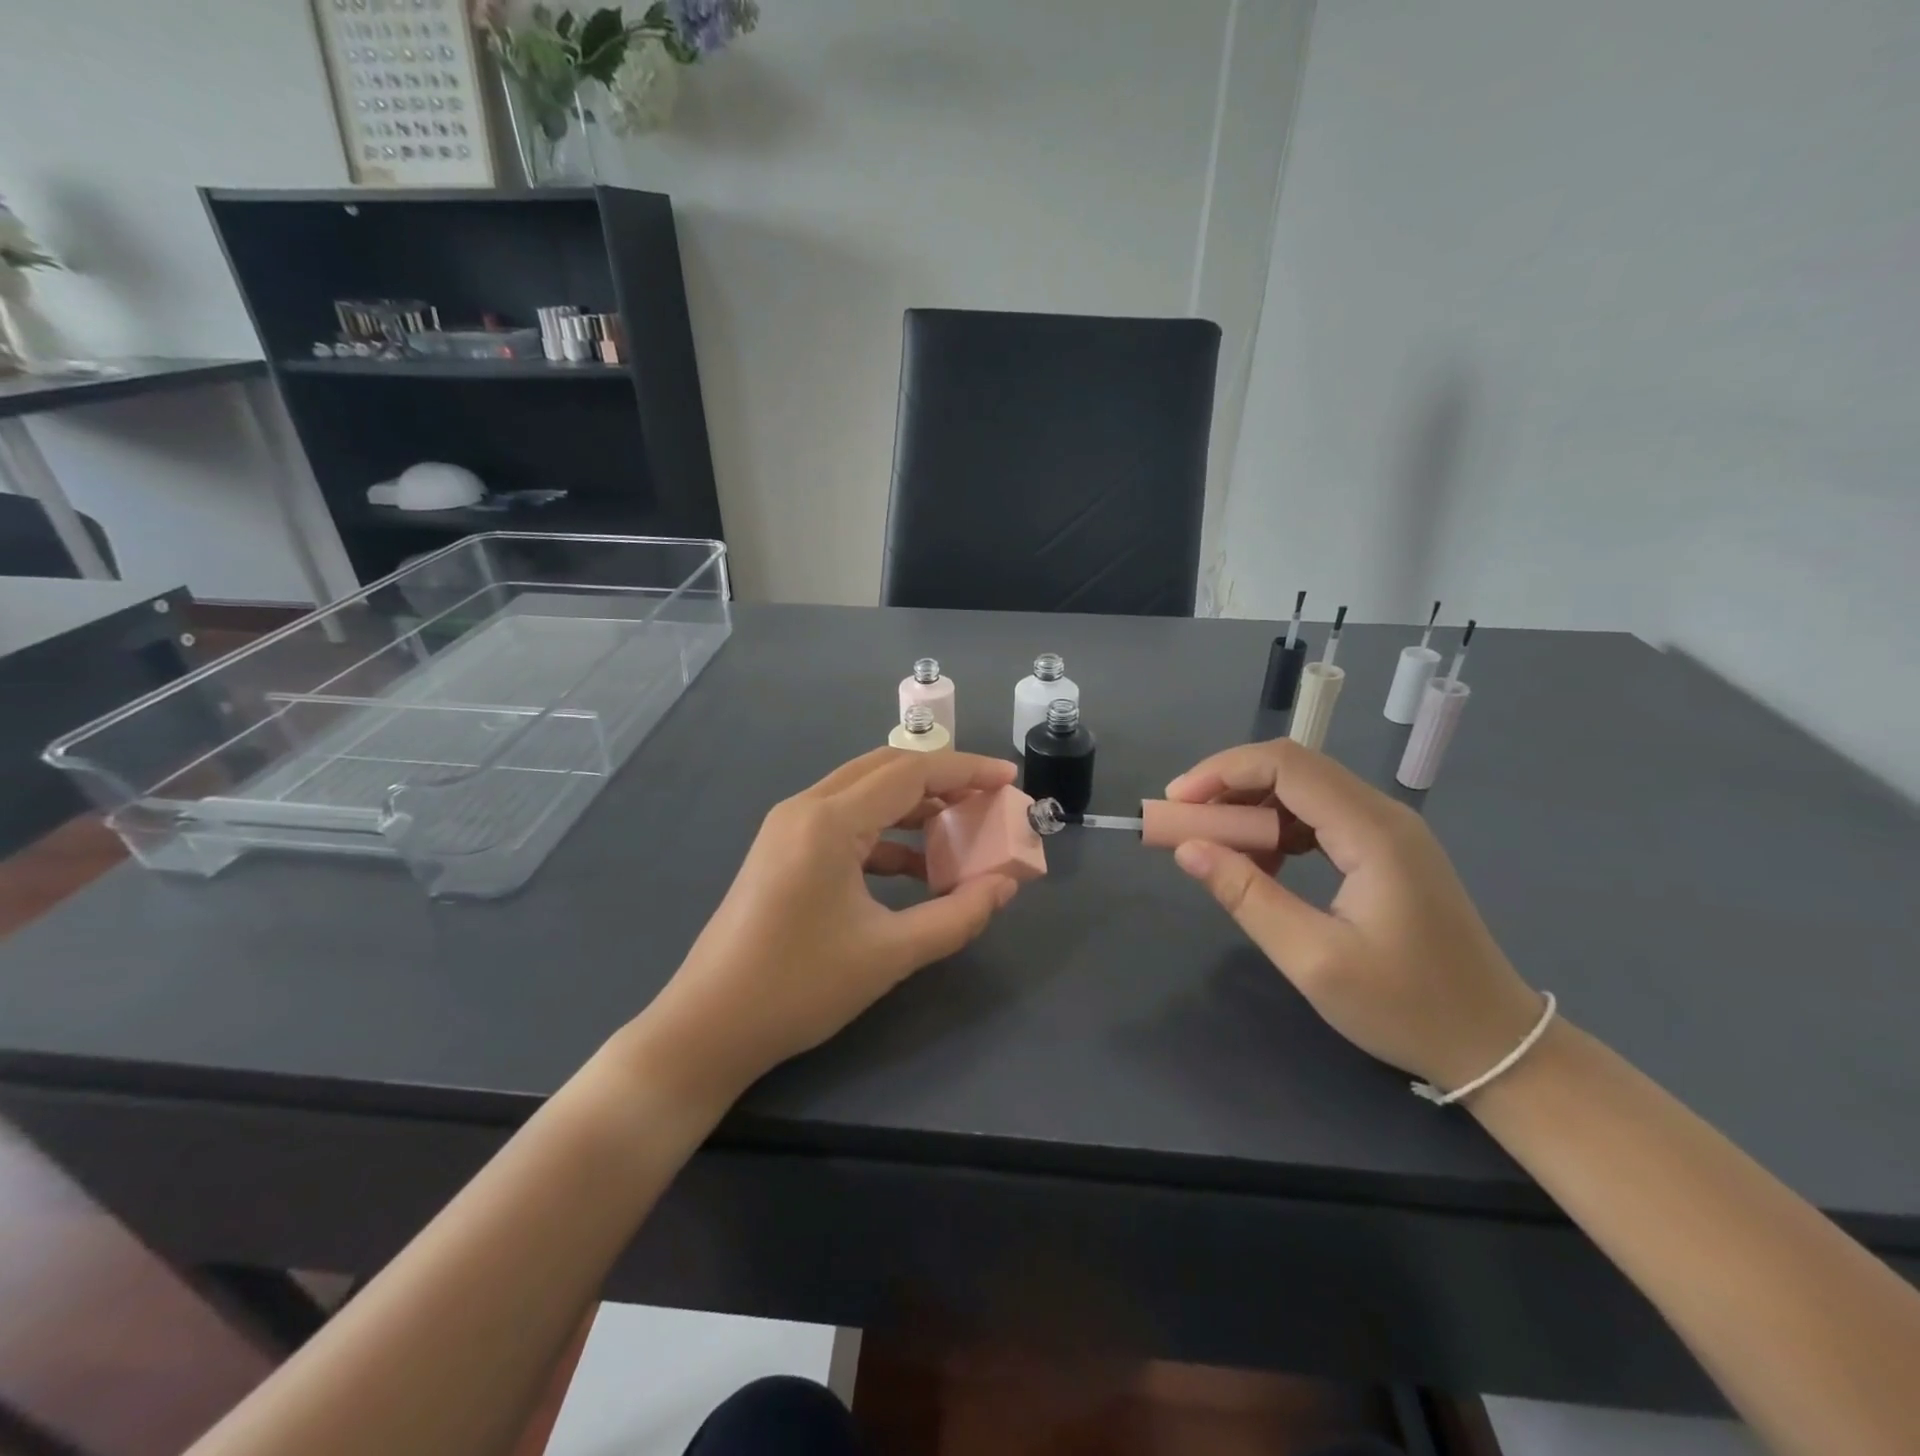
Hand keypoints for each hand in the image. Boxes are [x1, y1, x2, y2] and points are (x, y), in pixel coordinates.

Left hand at [630, 748, 1023, 1107]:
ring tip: (959, 831)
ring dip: (913, 806)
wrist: (707, 1027)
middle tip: (988, 799)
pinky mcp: (782, 850)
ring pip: (863, 793)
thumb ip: (957, 916)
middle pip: (886, 769)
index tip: (1009, 780)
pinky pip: (844, 823)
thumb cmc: (799, 988)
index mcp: (829, 821)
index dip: (966, 770)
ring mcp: (787, 828)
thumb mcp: (890, 954)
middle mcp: (805, 808)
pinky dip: (885, 834)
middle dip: (942, 779)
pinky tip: (914, 869)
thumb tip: (1005, 887)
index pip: (911, 772)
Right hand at [1165, 739, 1542, 1093]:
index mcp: (1372, 832)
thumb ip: (1246, 896)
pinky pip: (1318, 817)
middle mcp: (1383, 814)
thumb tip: (1187, 848)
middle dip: (1228, 786)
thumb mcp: (1312, 959)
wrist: (1495, 1043)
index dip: (1221, 773)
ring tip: (1213, 846)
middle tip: (1182, 822)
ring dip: (1250, 808)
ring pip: (1302, 790)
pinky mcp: (1385, 849)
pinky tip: (1261, 867)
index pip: (1285, 765)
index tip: (1175, 804)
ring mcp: (1388, 830)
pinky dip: (1276, 829)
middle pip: (1292, 768)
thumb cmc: (1406, 1007)